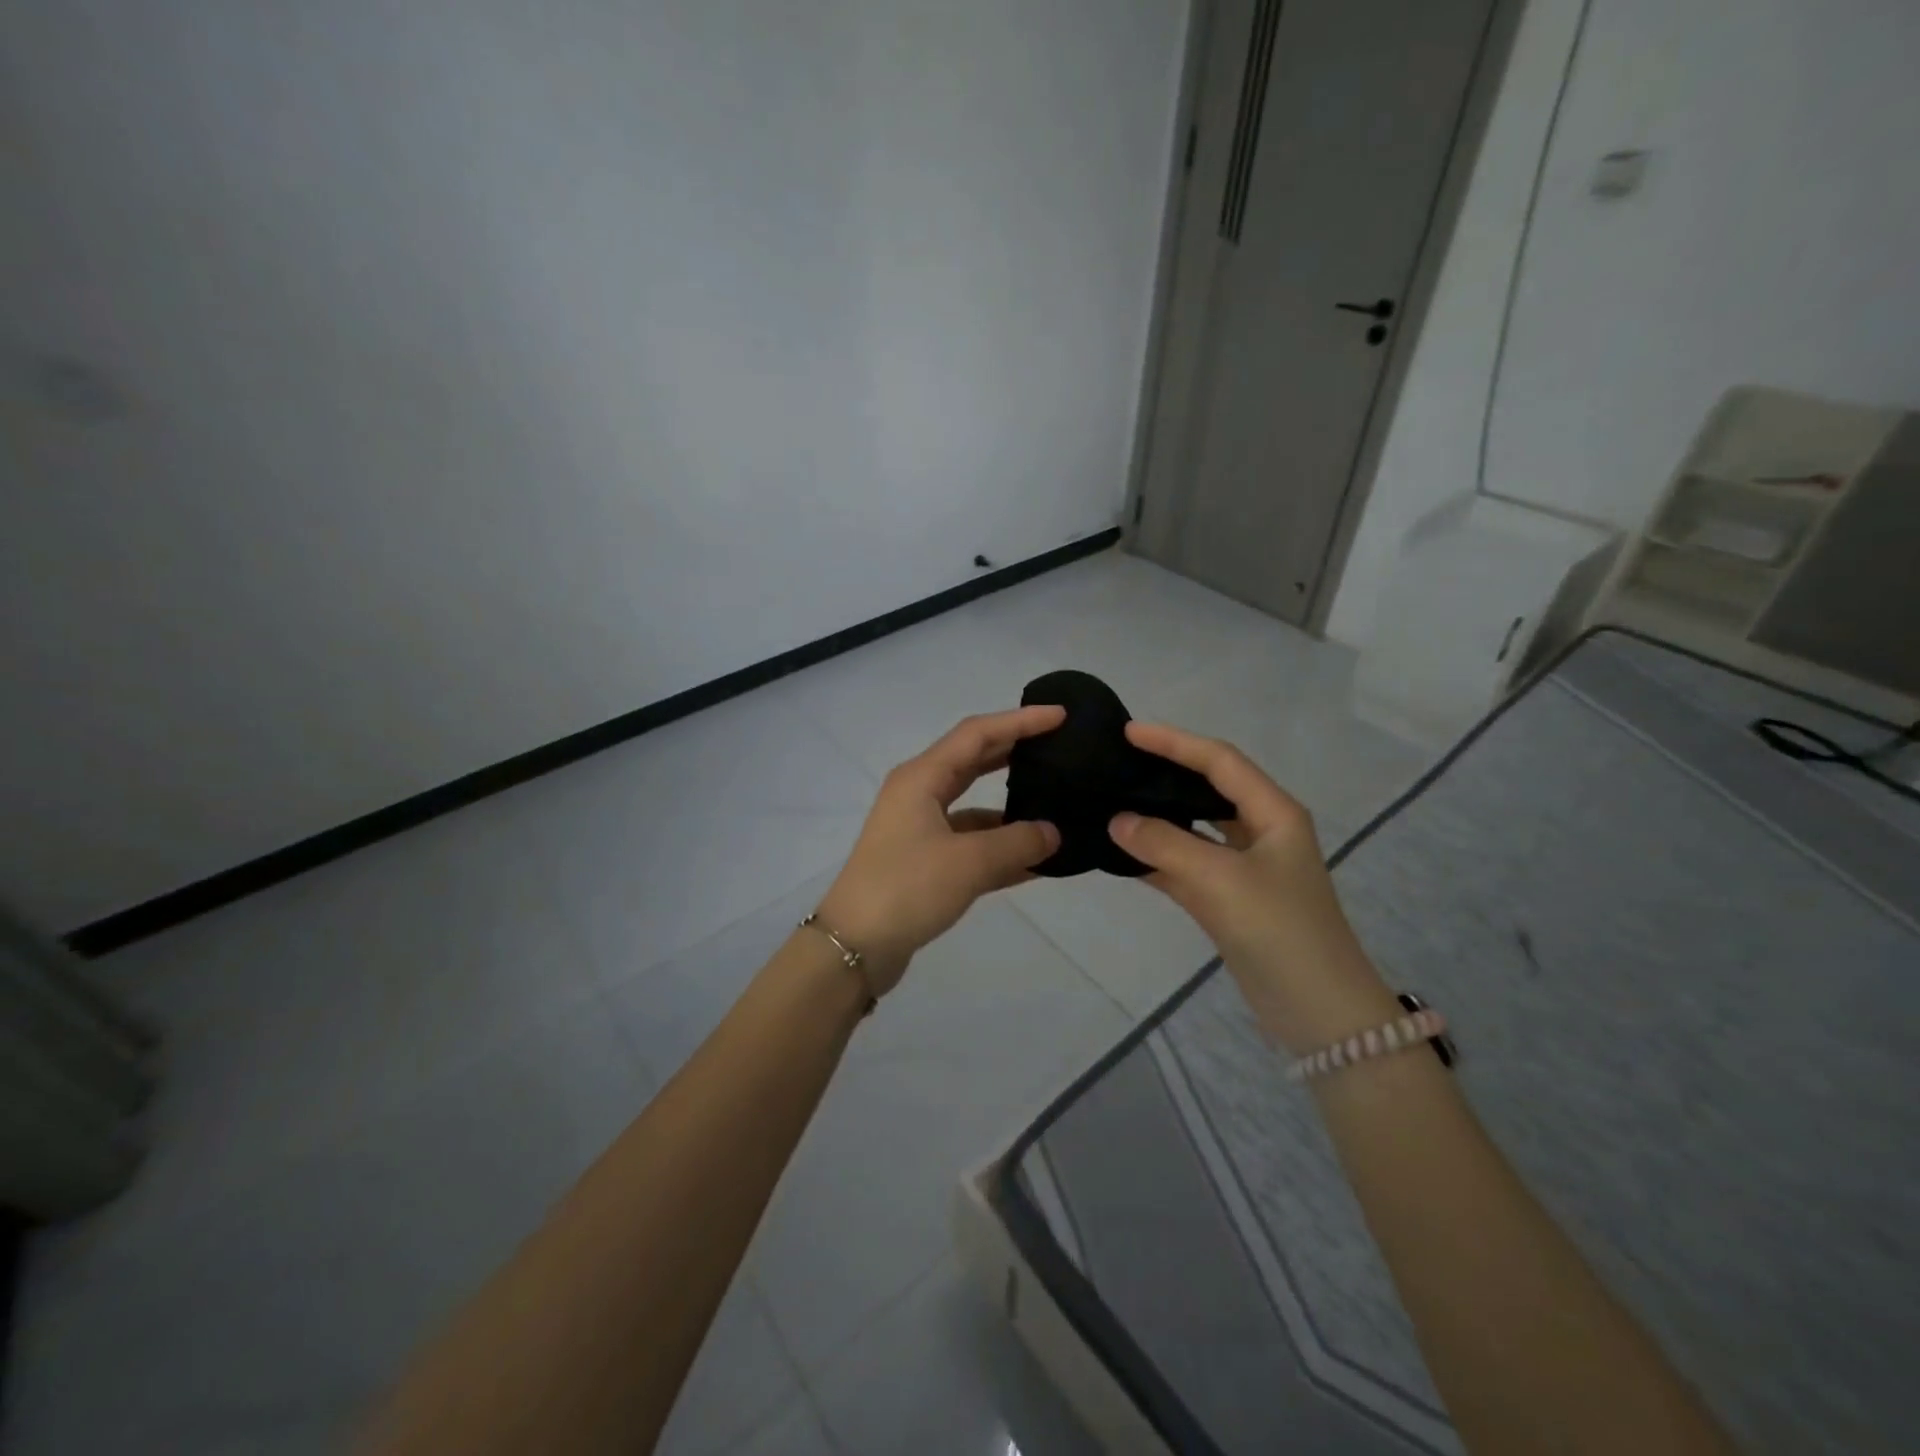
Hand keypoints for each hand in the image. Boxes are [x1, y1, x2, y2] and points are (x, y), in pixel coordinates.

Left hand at [815, 707, 1064, 994]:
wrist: (853, 946)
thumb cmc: (907, 888)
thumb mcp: (969, 863)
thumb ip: (1018, 842)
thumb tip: (1053, 833)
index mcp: (921, 777)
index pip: (978, 734)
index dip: (1020, 721)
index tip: (1061, 716)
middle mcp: (919, 793)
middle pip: (974, 760)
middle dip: (1015, 751)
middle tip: (1058, 746)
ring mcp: (920, 828)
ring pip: (974, 804)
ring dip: (1011, 805)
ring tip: (1056, 802)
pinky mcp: (924, 860)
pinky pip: (971, 842)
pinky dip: (1000, 845)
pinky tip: (1037, 860)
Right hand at [1107, 722, 1398, 1053]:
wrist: (1319, 1013)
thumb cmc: (1280, 931)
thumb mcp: (1221, 881)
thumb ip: (1165, 845)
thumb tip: (1116, 820)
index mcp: (1274, 813)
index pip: (1219, 761)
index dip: (1175, 742)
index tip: (1129, 732)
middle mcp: (1261, 831)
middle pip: (1207, 788)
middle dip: (1165, 772)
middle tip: (1118, 762)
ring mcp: (1245, 867)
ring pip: (1194, 828)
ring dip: (1158, 816)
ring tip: (1113, 799)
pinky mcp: (1229, 898)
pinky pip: (1186, 864)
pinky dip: (1156, 857)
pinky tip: (1121, 852)